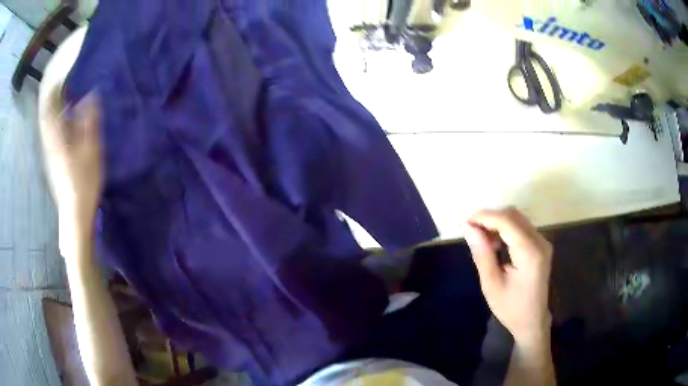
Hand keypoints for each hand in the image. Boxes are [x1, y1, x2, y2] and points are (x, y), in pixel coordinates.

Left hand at [39, 86, 101, 230]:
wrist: (75, 213)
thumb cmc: (83, 181)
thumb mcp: (91, 148)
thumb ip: (90, 120)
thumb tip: (91, 95)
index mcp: (56, 136)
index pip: (50, 106)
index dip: (53, 88)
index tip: (60, 73)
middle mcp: (49, 142)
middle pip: (46, 114)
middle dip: (52, 96)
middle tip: (61, 81)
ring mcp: (49, 153)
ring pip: (47, 124)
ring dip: (53, 109)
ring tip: (62, 96)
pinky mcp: (52, 161)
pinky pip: (50, 134)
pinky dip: (54, 122)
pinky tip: (62, 120)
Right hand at [461, 207, 552, 342]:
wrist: (532, 321)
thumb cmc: (510, 308)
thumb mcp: (491, 284)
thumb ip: (482, 254)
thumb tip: (468, 228)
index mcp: (529, 252)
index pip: (506, 221)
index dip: (483, 216)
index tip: (463, 222)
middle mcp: (540, 241)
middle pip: (513, 215)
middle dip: (489, 218)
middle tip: (469, 231)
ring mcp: (542, 242)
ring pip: (517, 218)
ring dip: (497, 223)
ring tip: (480, 239)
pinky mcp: (541, 245)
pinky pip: (521, 227)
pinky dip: (505, 229)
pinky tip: (495, 244)